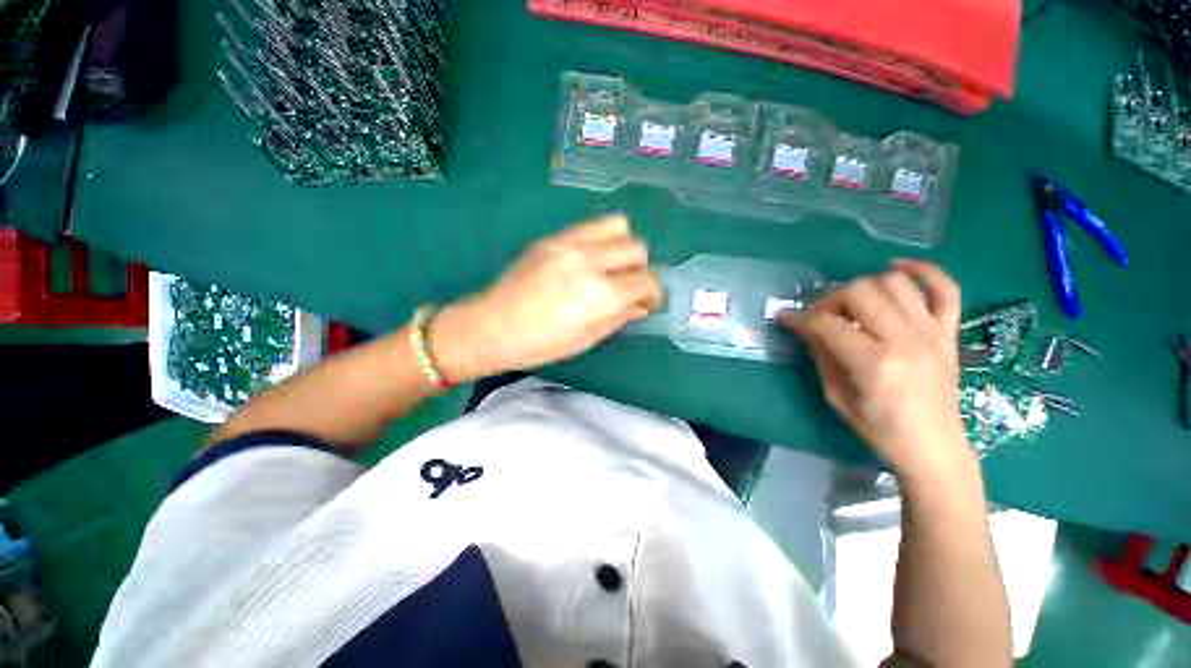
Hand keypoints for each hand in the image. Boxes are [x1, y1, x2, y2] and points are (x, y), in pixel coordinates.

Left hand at [430, 214, 662, 381]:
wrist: (491, 326)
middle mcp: (591, 261)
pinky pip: (592, 226)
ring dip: (623, 247)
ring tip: (612, 266)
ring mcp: (571, 243)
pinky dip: (602, 239)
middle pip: (637, 249)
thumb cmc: (541, 344)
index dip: (654, 294)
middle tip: (629, 286)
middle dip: (641, 269)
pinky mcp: (554, 237)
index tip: (649, 302)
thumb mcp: (588, 338)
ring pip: (619, 226)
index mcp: (602, 294)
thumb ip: (620, 316)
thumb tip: (641, 305)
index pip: (646, 282)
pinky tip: (591, 259)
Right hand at [781, 261, 970, 479]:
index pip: (826, 323)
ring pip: (894, 283)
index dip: (799, 318)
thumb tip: (803, 326)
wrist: (932, 445)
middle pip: (859, 292)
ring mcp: (931, 332)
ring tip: (852, 302)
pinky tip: (897, 269)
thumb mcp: (836, 394)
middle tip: (821, 315)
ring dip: (864, 286)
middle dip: (830, 300)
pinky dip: (923, 271)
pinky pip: (945, 289)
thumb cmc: (878, 427)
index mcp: (872, 362)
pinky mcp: (948, 332)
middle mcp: (904, 339)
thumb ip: (821, 354)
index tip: (785, 318)